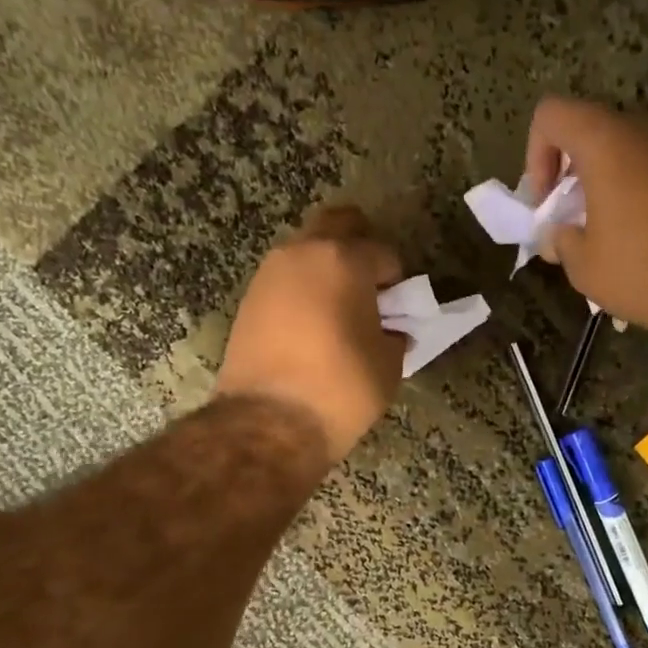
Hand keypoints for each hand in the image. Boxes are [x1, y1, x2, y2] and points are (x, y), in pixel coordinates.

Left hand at [215, 208, 405, 464]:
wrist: (269, 423)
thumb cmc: (341, 388)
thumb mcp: (388, 365)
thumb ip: (394, 336)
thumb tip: (390, 332)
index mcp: (344, 260)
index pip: (383, 253)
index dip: (397, 280)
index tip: (399, 309)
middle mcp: (302, 253)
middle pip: (337, 225)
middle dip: (359, 247)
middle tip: (370, 288)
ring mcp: (269, 274)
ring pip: (306, 252)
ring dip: (326, 269)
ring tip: (339, 312)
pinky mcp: (248, 301)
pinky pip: (285, 281)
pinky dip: (302, 292)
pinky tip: (311, 328)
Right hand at [525, 97, 647, 343]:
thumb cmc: (644, 269)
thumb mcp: (583, 265)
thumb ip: (559, 240)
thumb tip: (558, 234)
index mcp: (606, 138)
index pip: (551, 114)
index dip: (536, 155)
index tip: (547, 202)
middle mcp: (646, 125)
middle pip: (592, 133)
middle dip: (574, 176)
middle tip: (573, 223)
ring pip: (627, 152)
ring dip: (608, 185)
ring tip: (608, 236)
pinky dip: (640, 192)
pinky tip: (644, 239)